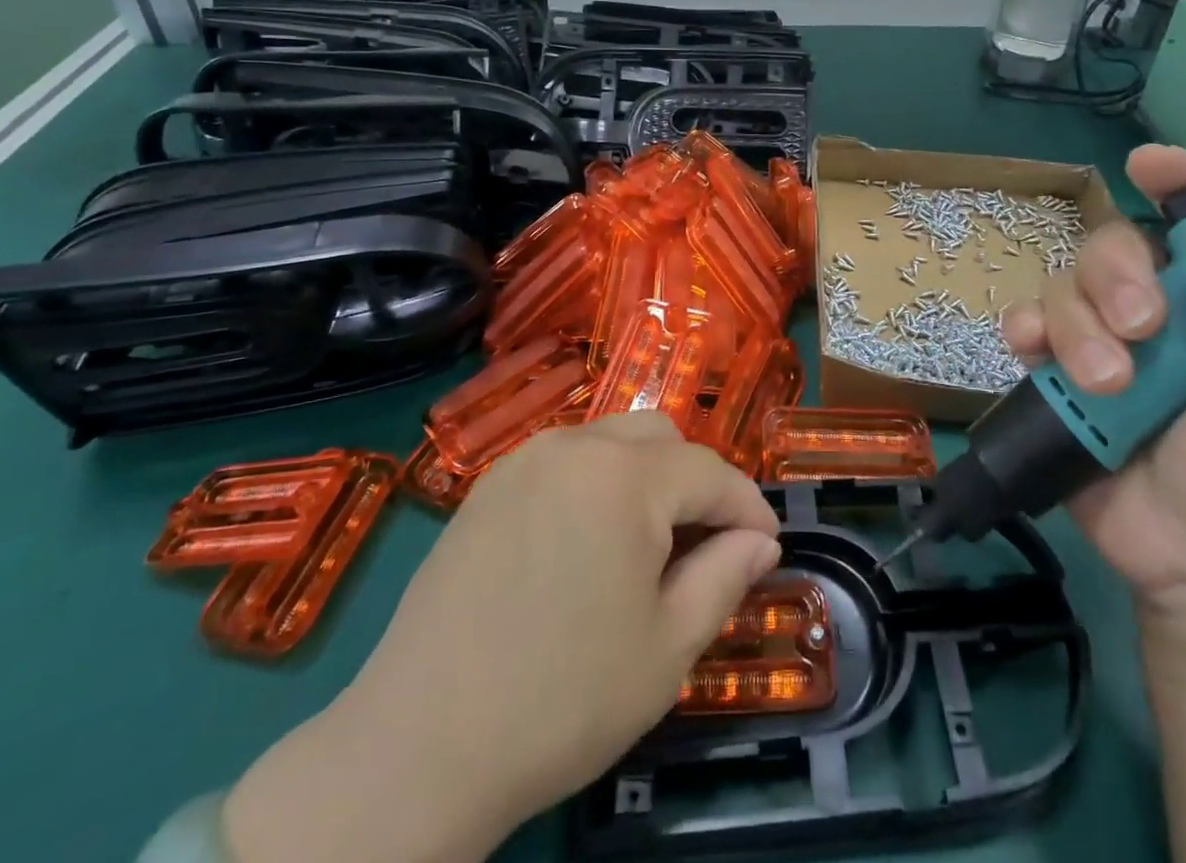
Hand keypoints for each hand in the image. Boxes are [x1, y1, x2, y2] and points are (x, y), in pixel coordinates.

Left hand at [222, 413, 781, 862]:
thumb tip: (759, 542)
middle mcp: (574, 447)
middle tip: (702, 547)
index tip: (766, 546)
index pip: (709, 471)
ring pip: (610, 441)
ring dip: (644, 478)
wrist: (419, 747)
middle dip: (694, 482)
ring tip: (645, 547)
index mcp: (624, 476)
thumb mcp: (667, 647)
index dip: (747, 507)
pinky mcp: (488, 485)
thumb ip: (725, 577)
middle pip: (659, 438)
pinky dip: (595, 484)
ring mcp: (524, 460)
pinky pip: (564, 461)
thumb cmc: (563, 699)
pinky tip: (585, 545)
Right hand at [1002, 144, 1185, 628]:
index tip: (1148, 164)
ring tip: (1106, 385)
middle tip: (1140, 330)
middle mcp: (1159, 311)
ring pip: (1063, 285)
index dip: (1176, 182)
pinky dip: (1023, 330)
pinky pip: (1023, 326)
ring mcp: (1102, 343)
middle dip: (1116, 277)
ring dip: (1077, 324)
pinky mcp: (1055, 377)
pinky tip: (1033, 353)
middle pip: (1111, 246)